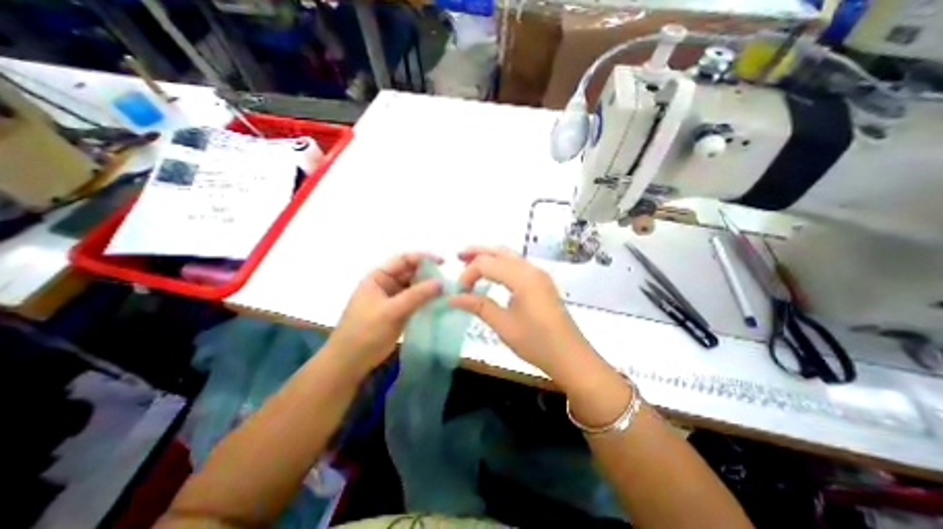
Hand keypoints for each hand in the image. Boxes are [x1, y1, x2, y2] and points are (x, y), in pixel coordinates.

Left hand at [328, 251, 444, 375]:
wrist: (350, 361)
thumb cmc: (365, 332)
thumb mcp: (391, 311)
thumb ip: (416, 295)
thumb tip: (441, 282)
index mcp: (378, 277)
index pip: (403, 259)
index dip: (423, 258)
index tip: (443, 262)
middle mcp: (386, 284)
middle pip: (411, 272)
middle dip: (429, 275)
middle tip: (448, 282)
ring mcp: (393, 298)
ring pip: (415, 287)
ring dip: (429, 289)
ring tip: (447, 292)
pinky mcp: (399, 311)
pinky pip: (415, 301)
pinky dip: (426, 301)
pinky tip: (439, 303)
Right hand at [447, 247, 590, 380]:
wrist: (570, 356)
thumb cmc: (537, 342)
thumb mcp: (504, 325)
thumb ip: (478, 306)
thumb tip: (452, 298)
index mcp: (522, 277)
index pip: (487, 264)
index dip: (468, 274)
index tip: (458, 291)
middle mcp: (531, 269)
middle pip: (499, 251)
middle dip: (477, 251)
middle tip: (458, 256)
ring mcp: (538, 274)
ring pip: (509, 255)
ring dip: (489, 256)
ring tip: (470, 262)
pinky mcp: (541, 282)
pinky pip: (517, 264)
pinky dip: (500, 264)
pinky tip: (492, 273)